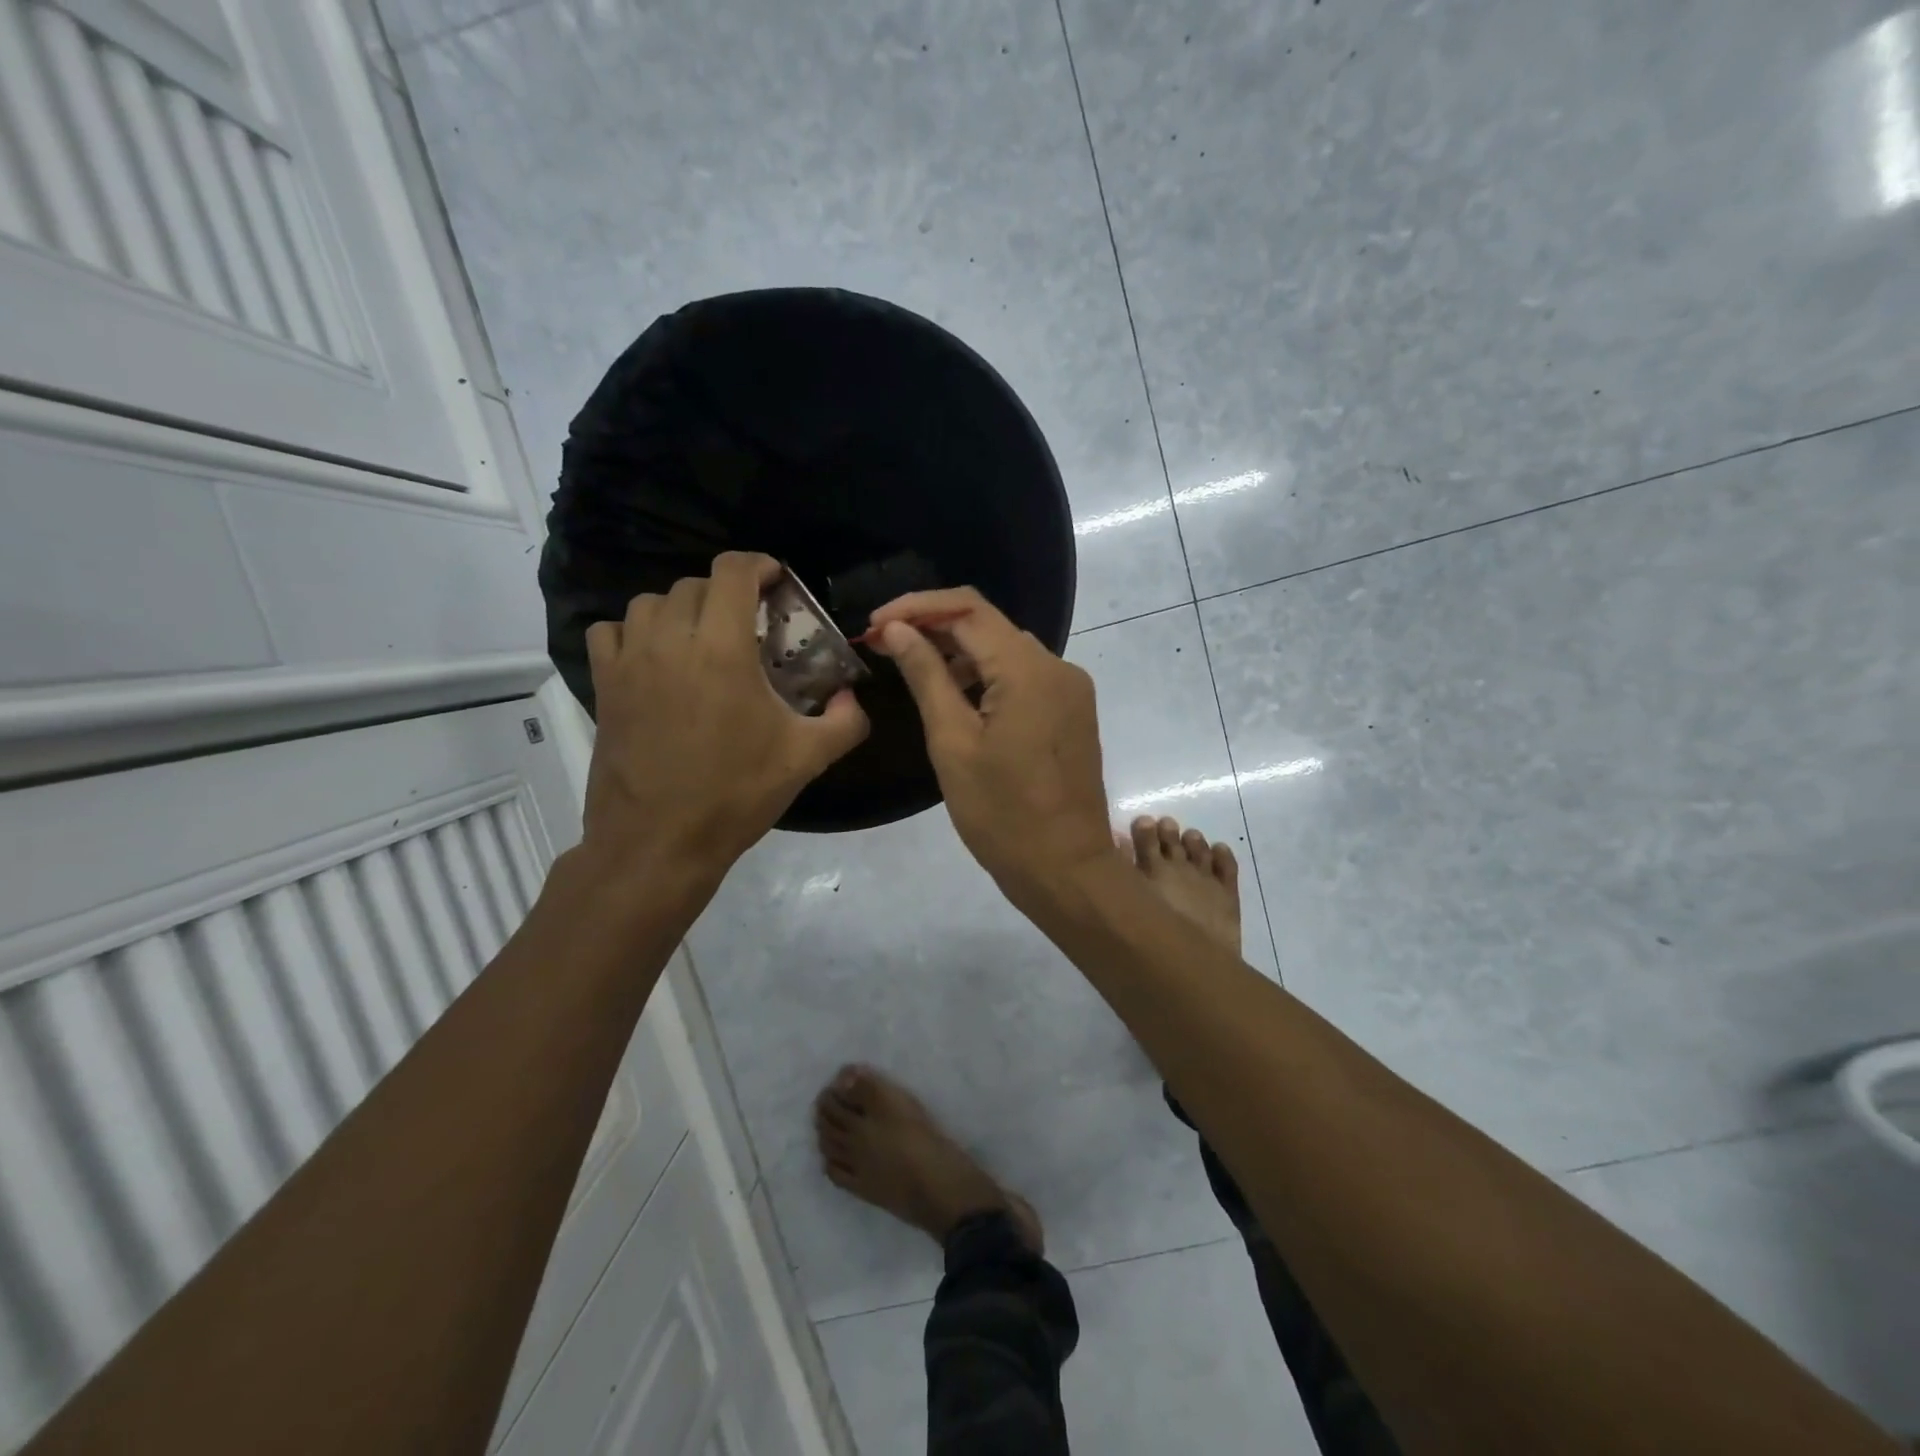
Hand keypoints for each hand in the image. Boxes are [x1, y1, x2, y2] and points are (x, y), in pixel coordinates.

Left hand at [583, 553, 868, 876]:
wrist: (659, 842)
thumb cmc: (736, 794)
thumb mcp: (807, 759)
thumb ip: (845, 721)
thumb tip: (853, 698)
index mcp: (722, 649)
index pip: (732, 571)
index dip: (758, 565)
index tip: (776, 581)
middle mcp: (671, 641)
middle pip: (694, 585)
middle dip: (726, 592)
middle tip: (748, 622)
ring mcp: (630, 662)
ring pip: (649, 602)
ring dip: (681, 609)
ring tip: (701, 637)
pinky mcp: (604, 686)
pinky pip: (610, 632)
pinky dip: (633, 632)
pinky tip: (653, 657)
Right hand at [869, 587, 1112, 905]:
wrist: (1066, 869)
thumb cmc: (1002, 815)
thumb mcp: (953, 743)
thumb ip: (926, 676)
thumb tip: (896, 629)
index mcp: (1028, 670)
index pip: (967, 610)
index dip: (916, 608)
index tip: (874, 624)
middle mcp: (1057, 666)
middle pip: (989, 625)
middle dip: (934, 627)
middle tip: (884, 645)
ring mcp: (1070, 689)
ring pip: (1006, 650)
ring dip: (959, 651)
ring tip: (911, 668)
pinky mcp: (1071, 711)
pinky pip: (1024, 676)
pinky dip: (986, 676)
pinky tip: (955, 695)